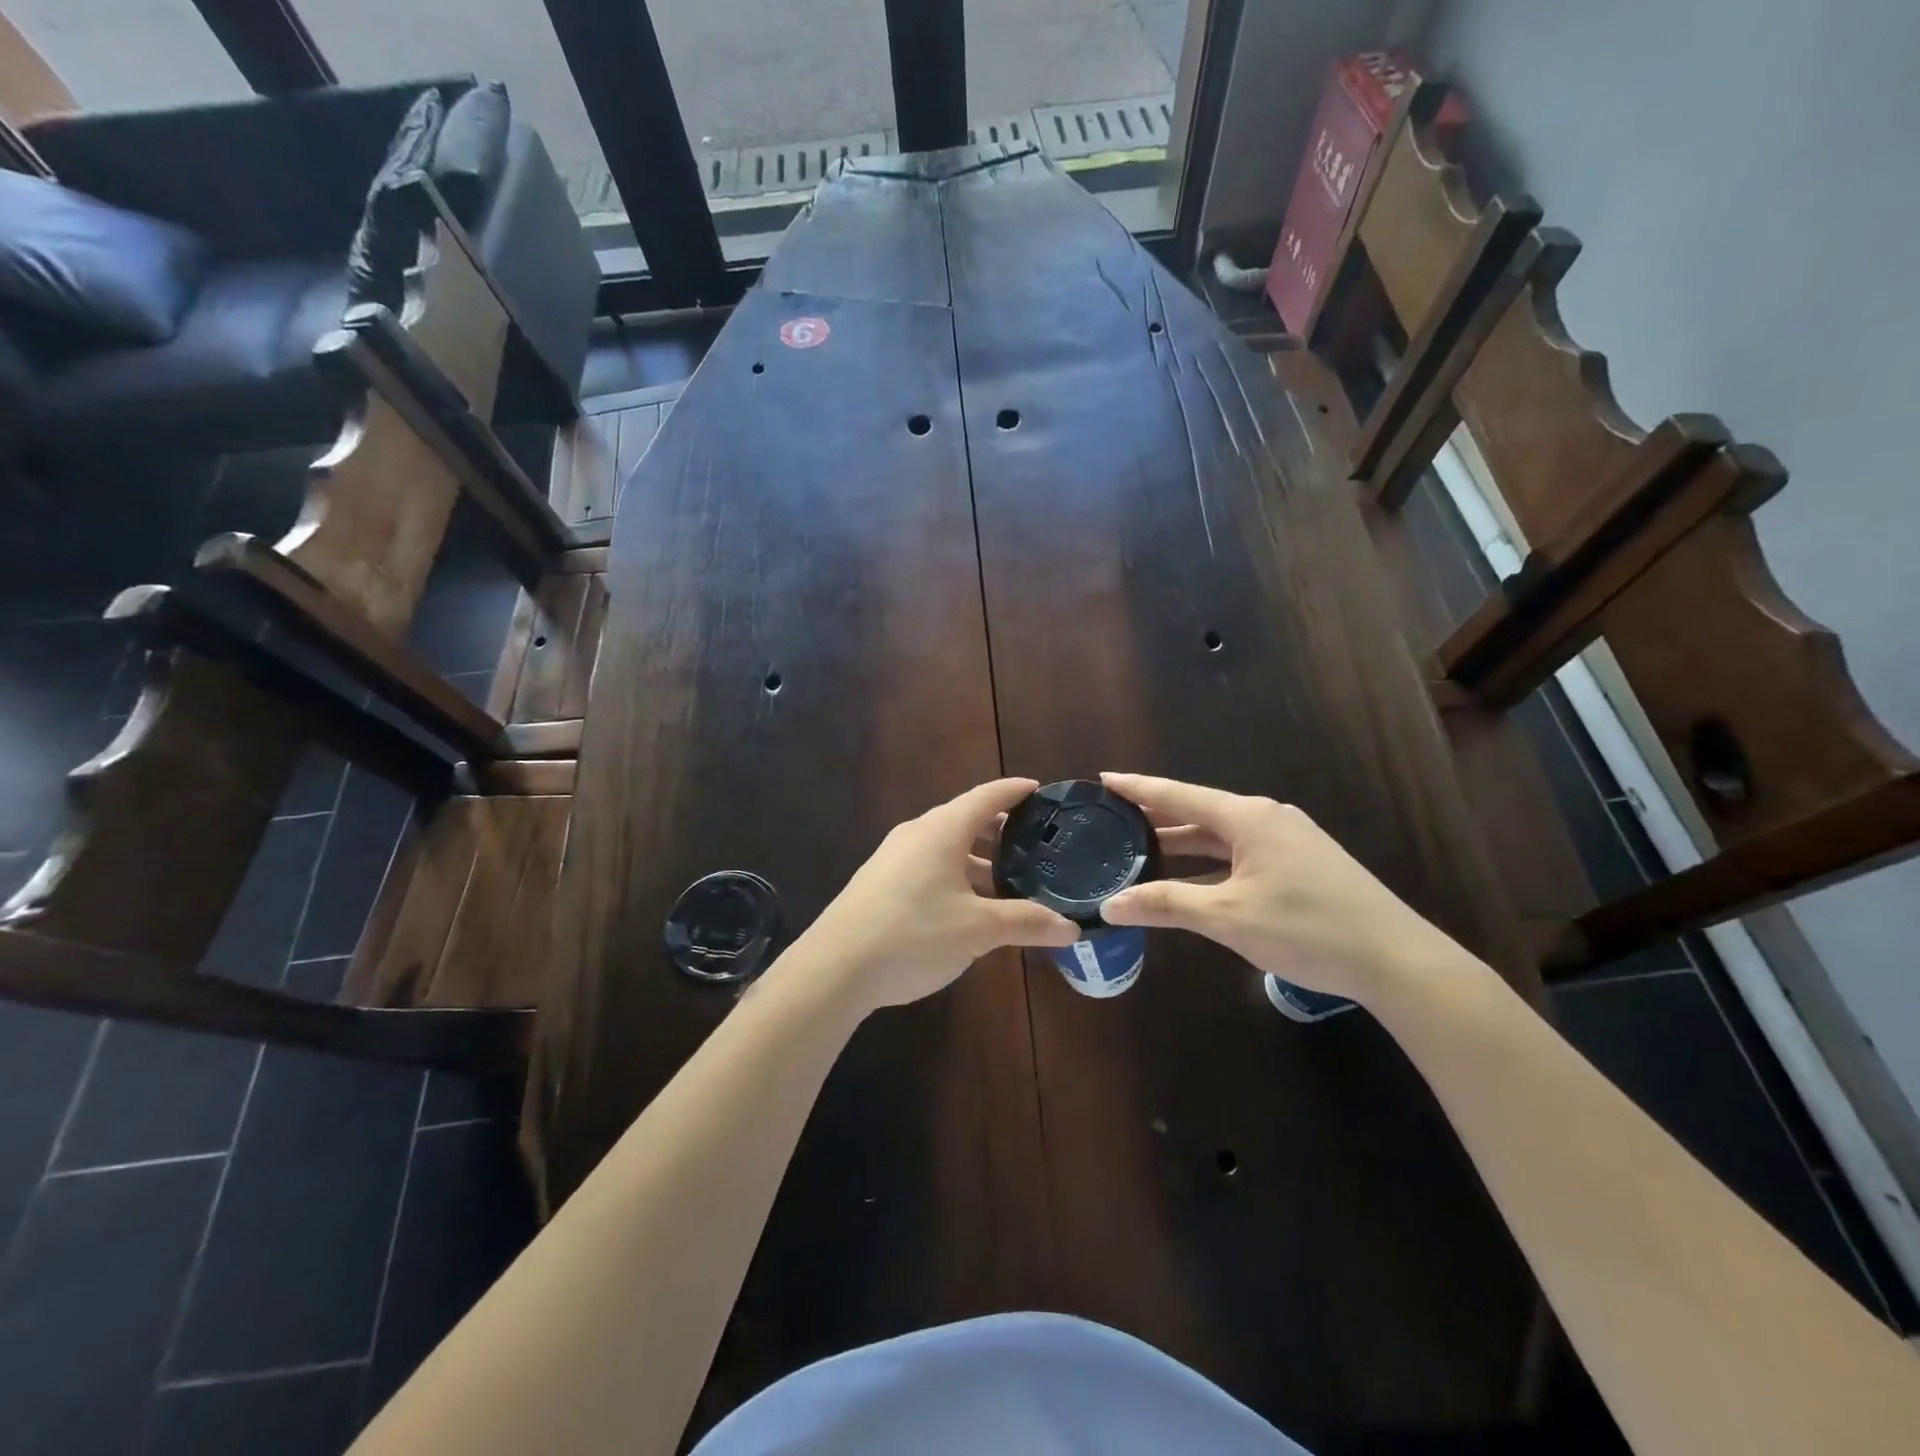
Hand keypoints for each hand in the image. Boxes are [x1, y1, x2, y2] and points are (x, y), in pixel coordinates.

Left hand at [791, 778, 1078, 1017]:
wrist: (835, 967)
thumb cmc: (913, 935)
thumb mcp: (978, 931)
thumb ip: (1026, 923)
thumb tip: (1071, 927)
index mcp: (942, 830)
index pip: (987, 796)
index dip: (1016, 791)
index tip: (1042, 790)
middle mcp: (917, 834)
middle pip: (966, 820)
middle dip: (1001, 830)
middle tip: (1036, 843)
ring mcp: (894, 858)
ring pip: (946, 848)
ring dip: (978, 860)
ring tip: (1010, 881)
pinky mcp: (881, 883)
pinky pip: (929, 867)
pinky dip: (956, 876)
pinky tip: (970, 907)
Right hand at [1098, 772, 1463, 1004]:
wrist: (1396, 960)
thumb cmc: (1307, 929)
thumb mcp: (1228, 917)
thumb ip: (1166, 905)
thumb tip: (1110, 905)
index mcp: (1248, 818)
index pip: (1178, 794)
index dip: (1138, 787)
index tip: (1104, 778)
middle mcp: (1267, 819)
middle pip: (1199, 813)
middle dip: (1156, 817)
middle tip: (1113, 819)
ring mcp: (1288, 841)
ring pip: (1221, 836)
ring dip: (1183, 844)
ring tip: (1140, 849)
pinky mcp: (1302, 865)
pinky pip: (1240, 854)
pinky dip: (1209, 864)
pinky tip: (1191, 881)